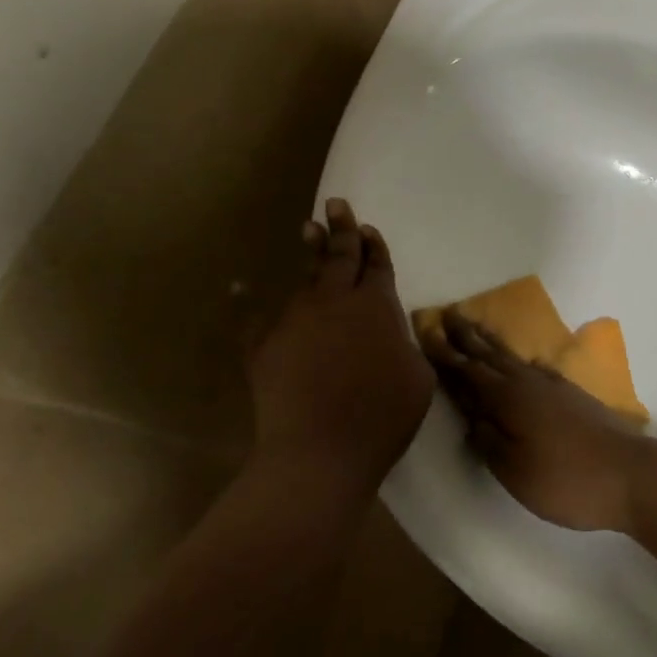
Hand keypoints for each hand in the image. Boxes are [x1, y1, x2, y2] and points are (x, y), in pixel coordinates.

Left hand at [246, 199, 434, 498]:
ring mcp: (295, 320)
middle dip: (342, 229)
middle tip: (336, 204)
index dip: (375, 246)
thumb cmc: (382, 416)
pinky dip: (246, 300)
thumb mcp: (418, 378)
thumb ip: (406, 344)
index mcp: (377, 307)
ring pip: (307, 279)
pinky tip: (238, 286)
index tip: (368, 228)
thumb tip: (393, 331)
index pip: (377, 265)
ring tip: (309, 231)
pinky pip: (254, 316)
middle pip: (340, 256)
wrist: (320, 452)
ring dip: (311, 254)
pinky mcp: (263, 345)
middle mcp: (336, 302)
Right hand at [422, 312, 650, 532]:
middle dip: (467, 337)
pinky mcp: (572, 395)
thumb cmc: (565, 479)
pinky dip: (520, 360)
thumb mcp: (515, 470)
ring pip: (513, 358)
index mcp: (508, 399)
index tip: (426, 332)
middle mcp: (528, 383)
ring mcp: (553, 386)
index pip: (468, 371)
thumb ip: (488, 441)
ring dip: (492, 343)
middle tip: (447, 315)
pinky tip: (525, 362)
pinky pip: (535, 368)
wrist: (629, 474)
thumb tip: (472, 417)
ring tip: (477, 328)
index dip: (445, 354)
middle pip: (491, 355)